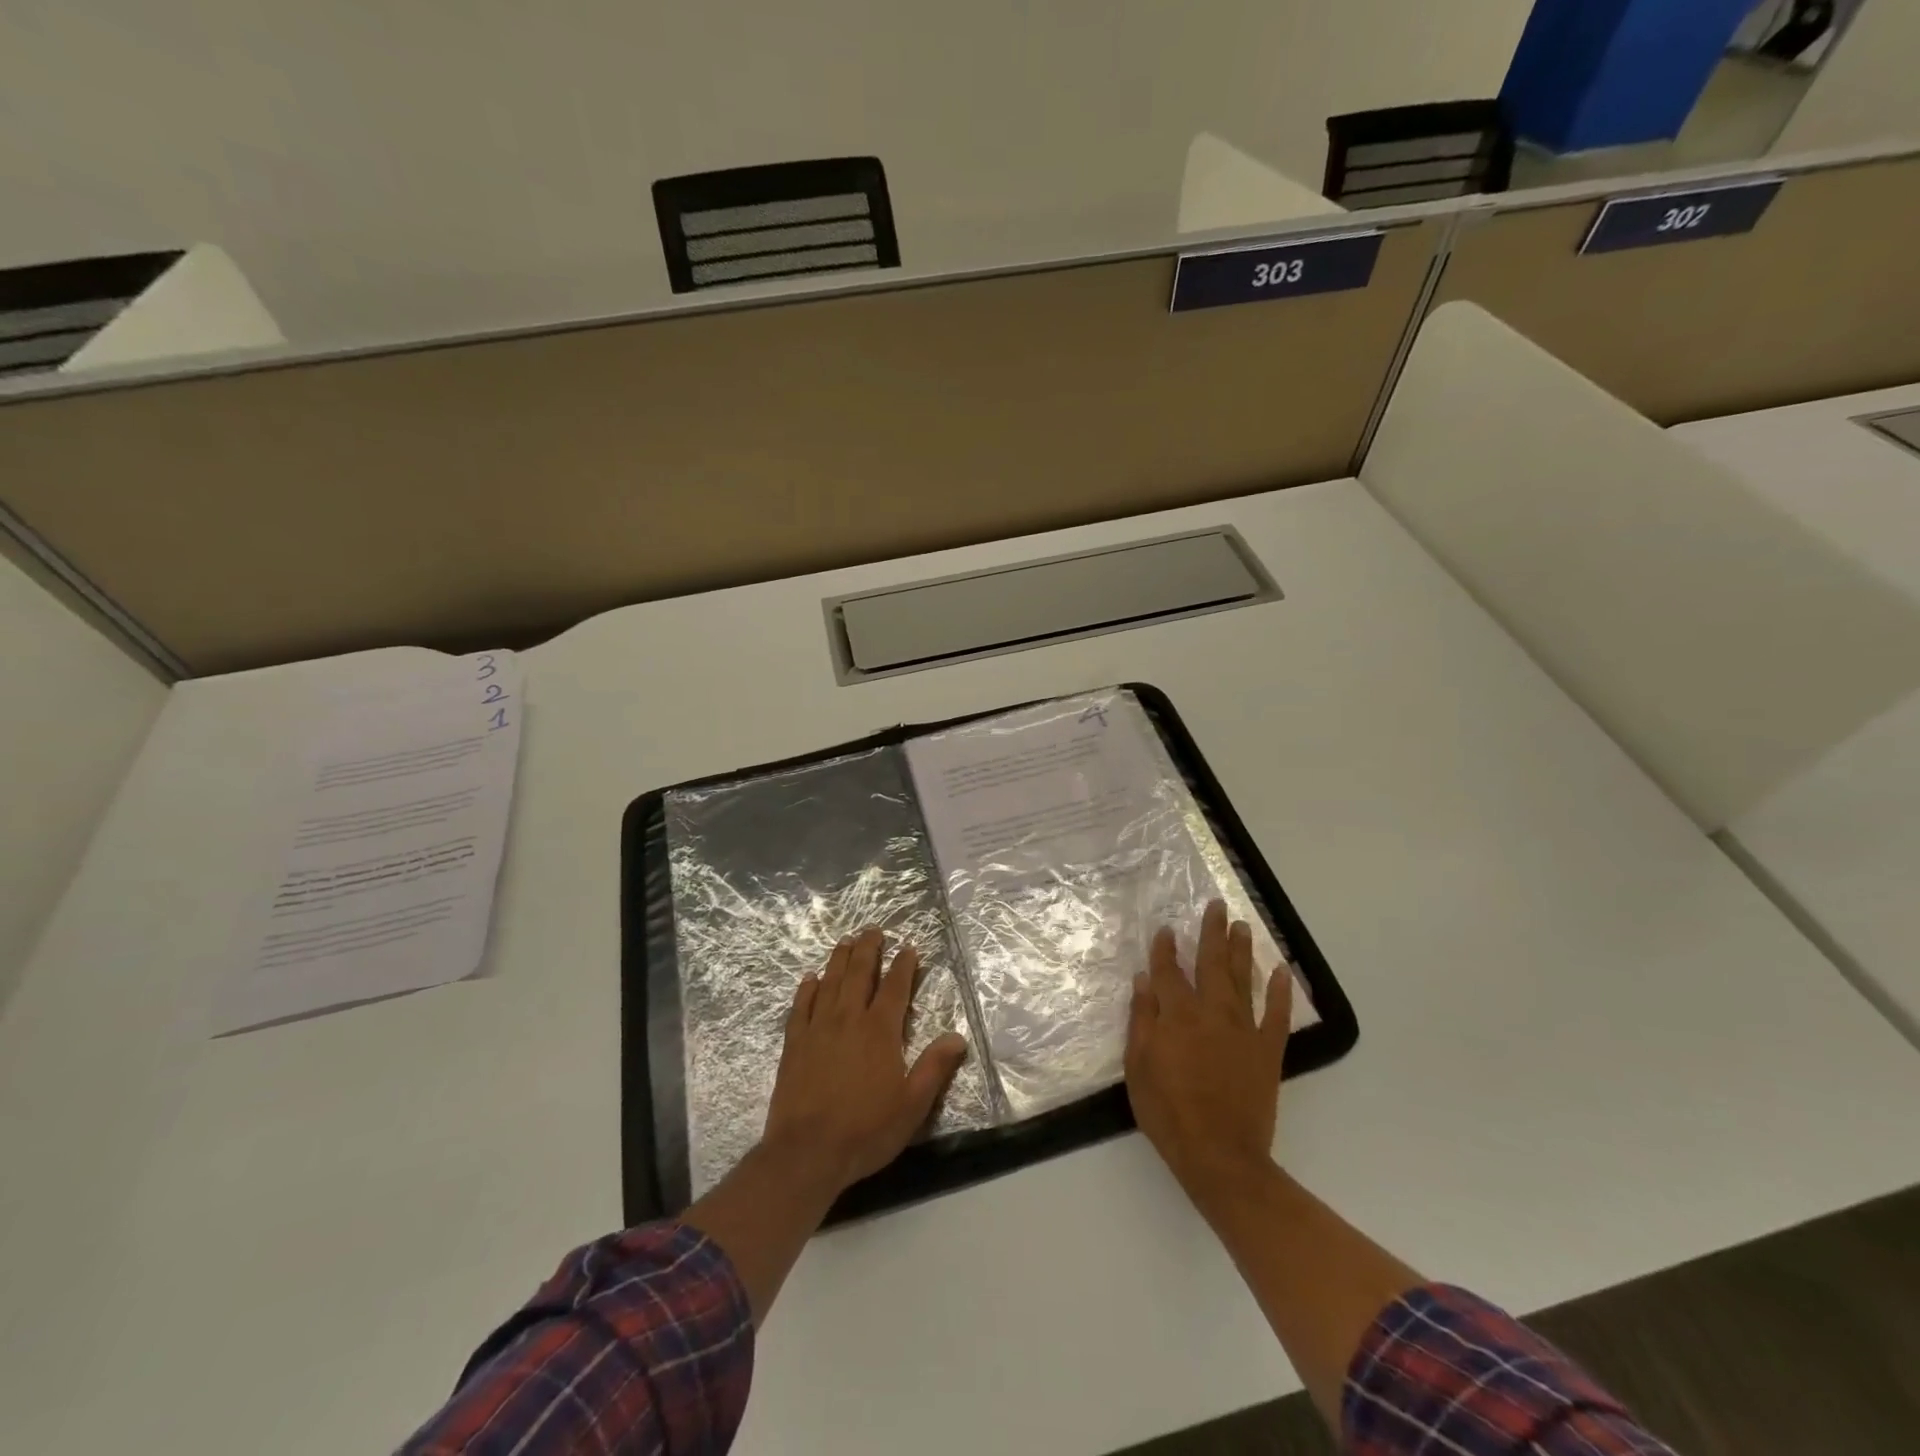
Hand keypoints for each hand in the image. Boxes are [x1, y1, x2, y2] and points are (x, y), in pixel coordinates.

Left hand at [762, 927, 969, 1195]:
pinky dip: (806, 989)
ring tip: (846, 941)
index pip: (895, 988)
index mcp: (879, 1031)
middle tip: (873, 929)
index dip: (903, 965)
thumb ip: (934, 1067)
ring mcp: (817, 1029)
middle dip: (868, 949)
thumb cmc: (865, 1130)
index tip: (909, 948)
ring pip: (830, 982)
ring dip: (839, 959)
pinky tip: (810, 979)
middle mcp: (848, 1019)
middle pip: (859, 974)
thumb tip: (957, 1036)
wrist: (806, 1152)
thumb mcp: (912, 1105)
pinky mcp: (794, 1044)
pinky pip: (801, 1006)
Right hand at [1125, 900, 1291, 1206]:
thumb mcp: (1138, 1067)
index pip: (1168, 972)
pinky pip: (1275, 1014)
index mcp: (1177, 1015)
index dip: (1165, 948)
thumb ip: (1142, 1020)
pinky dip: (1279, 991)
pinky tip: (1281, 970)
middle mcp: (1211, 1012)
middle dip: (1211, 933)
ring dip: (1242, 950)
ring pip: (1242, 979)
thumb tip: (1144, 980)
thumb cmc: (1169, 1112)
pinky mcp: (1267, 1050)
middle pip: (1210, 964)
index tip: (1166, 928)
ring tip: (1243, 925)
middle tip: (1216, 905)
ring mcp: (1243, 1030)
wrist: (1220, 1155)